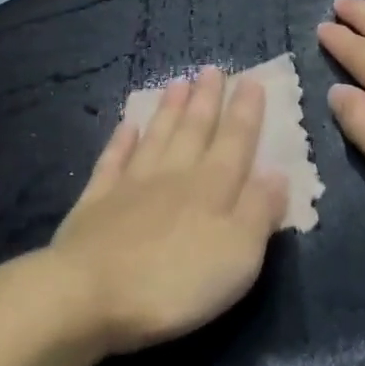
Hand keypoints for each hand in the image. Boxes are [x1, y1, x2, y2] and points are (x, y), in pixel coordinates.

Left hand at [34, 68, 287, 355]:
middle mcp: (173, 175)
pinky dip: (121, 141)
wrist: (87, 296)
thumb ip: (258, 211)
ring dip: (169, 110)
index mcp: (212, 187)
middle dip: (206, 99)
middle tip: (211, 69)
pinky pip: (112, 161)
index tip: (251, 80)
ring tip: (177, 82)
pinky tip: (127, 124)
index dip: (245, 111)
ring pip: (156, 137)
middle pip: (194, 130)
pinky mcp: (96, 203)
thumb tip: (277, 172)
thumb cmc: (175, 282)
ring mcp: (130, 185)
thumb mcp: (237, 255)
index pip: (235, 141)